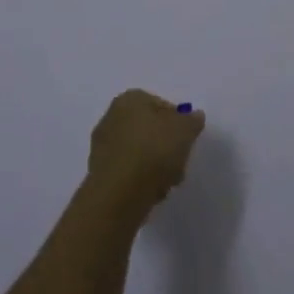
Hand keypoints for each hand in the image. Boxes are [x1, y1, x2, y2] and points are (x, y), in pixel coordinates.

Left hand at [86, 89, 204, 220]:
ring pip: (140, 153)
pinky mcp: (99, 174)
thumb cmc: (153, 151)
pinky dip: (140, 180)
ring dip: (155, 166)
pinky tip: (150, 193)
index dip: (178, 122)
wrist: (119, 194)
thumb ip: (192, 121)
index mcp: (130, 99)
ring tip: (167, 183)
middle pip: (149, 130)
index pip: (161, 105)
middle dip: (166, 147)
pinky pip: (128, 172)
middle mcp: (111, 117)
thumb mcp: (185, 130)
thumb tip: (193, 117)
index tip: (186, 141)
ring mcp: (102, 146)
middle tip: (179, 163)